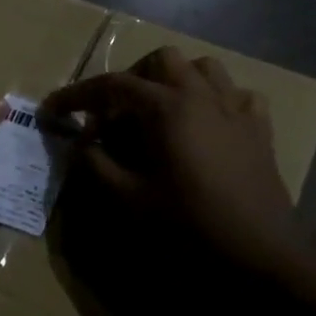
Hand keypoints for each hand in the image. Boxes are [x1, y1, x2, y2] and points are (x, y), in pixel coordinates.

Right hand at [42, 46, 315, 278]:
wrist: (262, 253)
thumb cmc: (190, 225)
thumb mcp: (129, 200)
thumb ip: (95, 165)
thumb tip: (78, 144)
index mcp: (167, 107)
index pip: (112, 85)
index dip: (77, 95)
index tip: (53, 110)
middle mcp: (202, 95)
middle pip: (160, 61)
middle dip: (131, 80)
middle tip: (113, 115)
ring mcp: (235, 108)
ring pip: (202, 68)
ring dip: (174, 81)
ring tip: (158, 112)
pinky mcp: (259, 128)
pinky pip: (236, 95)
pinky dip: (215, 100)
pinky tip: (205, 125)